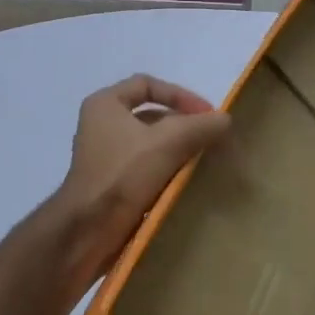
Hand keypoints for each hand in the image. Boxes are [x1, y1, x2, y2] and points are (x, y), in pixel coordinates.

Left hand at [55, 74, 230, 280]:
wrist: (88, 229)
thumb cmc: (123, 175)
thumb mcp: (168, 142)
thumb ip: (201, 126)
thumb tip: (225, 120)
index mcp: (105, 104)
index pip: (148, 85)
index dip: (181, 95)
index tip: (206, 115)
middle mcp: (100, 125)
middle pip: (151, 115)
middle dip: (183, 125)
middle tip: (210, 139)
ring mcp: (104, 156)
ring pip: (150, 144)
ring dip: (177, 149)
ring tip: (202, 161)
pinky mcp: (111, 183)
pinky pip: (145, 168)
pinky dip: (166, 170)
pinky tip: (185, 182)